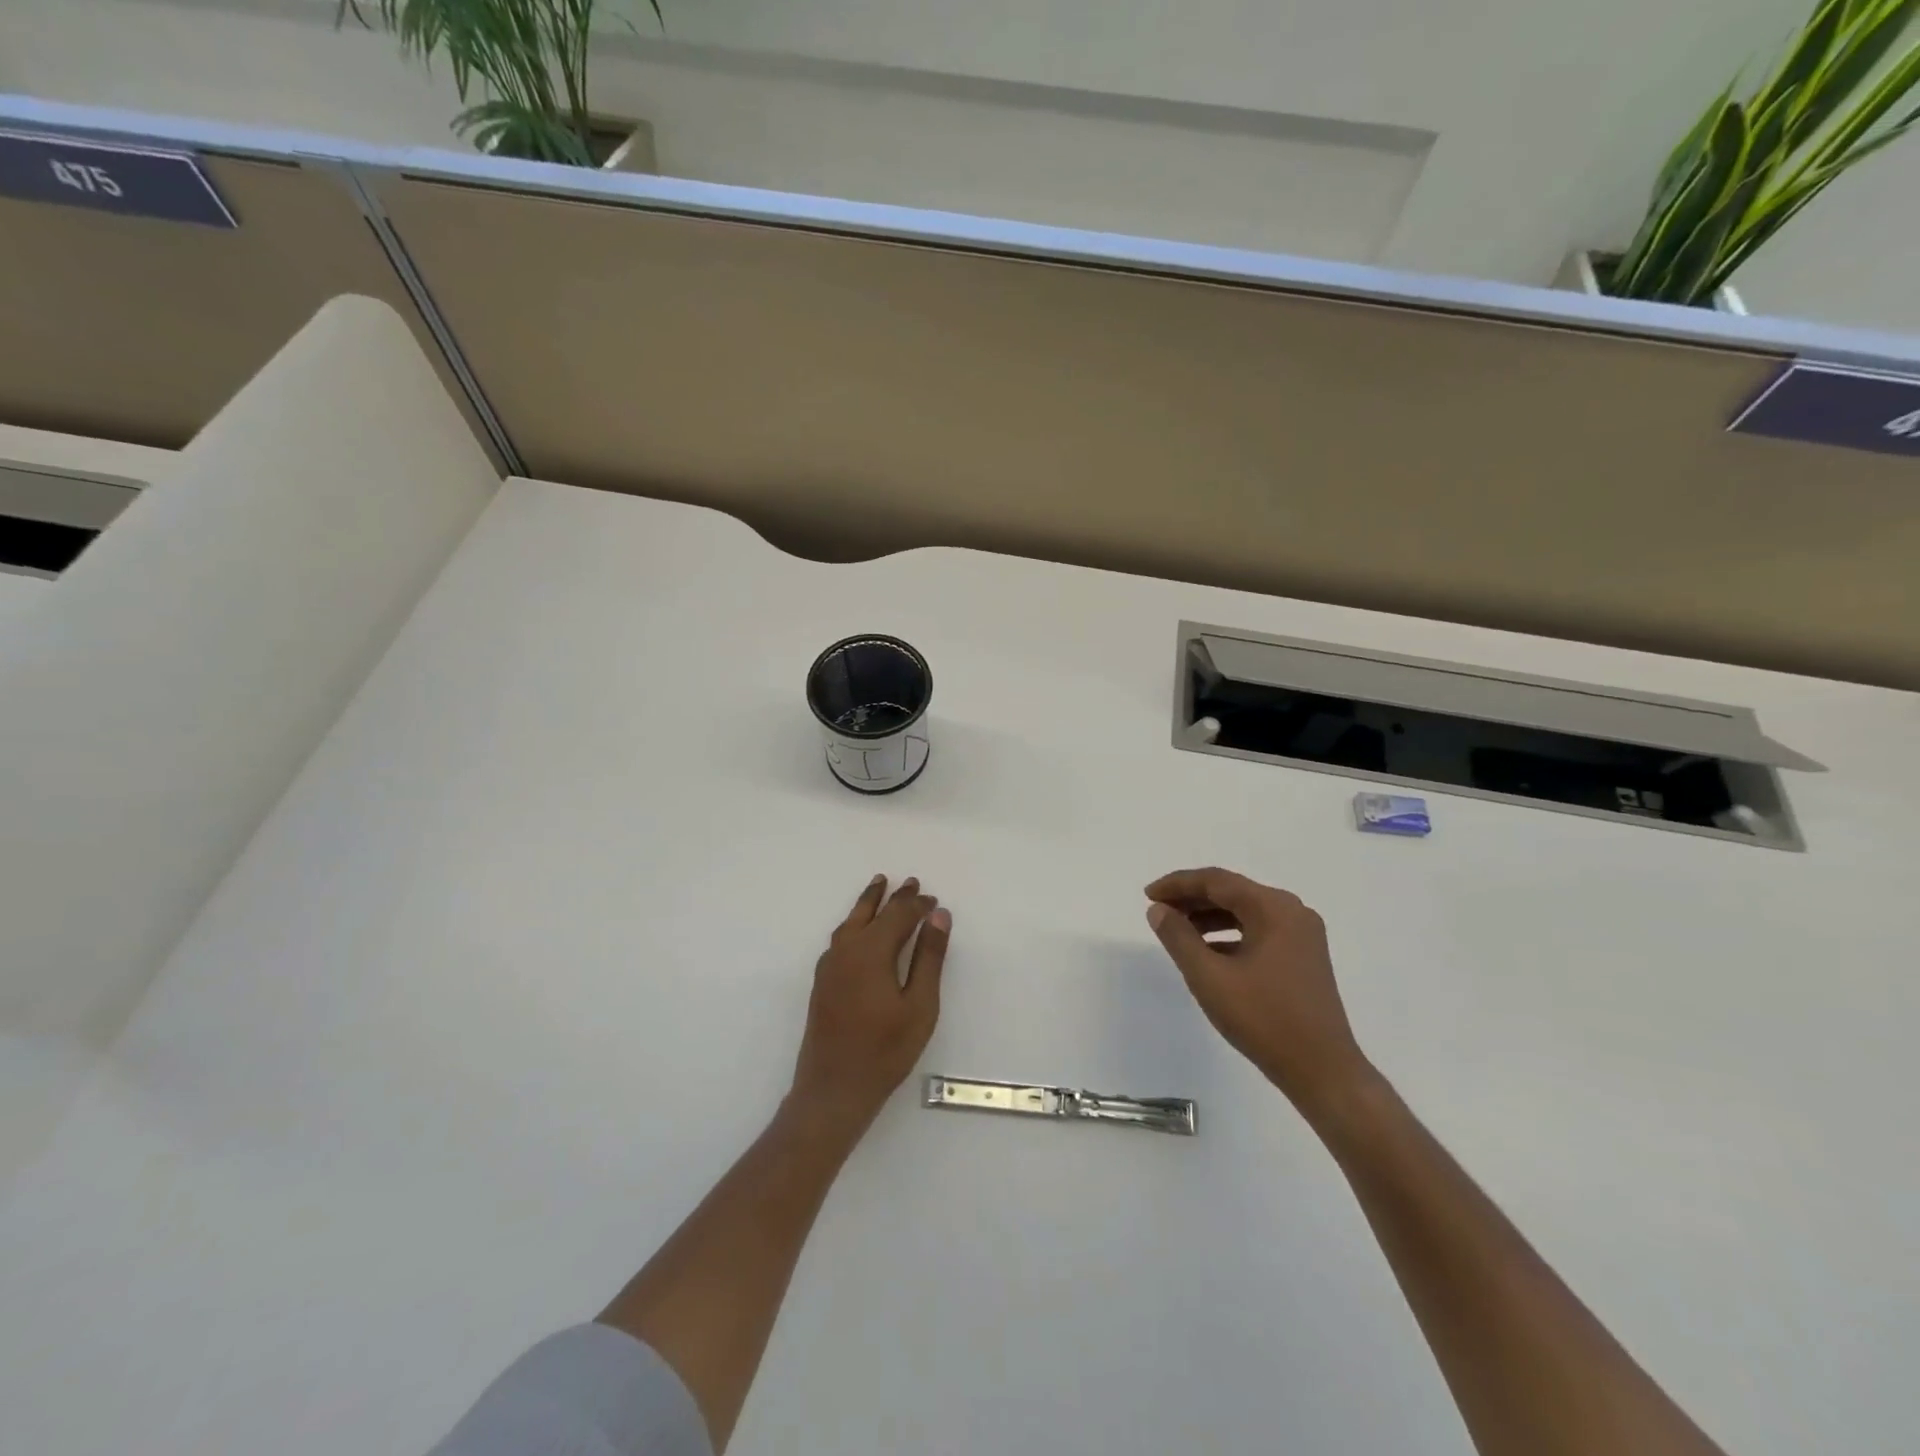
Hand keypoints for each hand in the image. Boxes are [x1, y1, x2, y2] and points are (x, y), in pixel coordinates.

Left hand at [789, 875, 949, 1138]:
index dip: (917, 905)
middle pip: (871, 912)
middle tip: (909, 881)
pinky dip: (855, 922)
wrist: (833, 1089)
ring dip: (868, 904)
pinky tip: (859, 929)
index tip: (934, 900)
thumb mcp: (920, 1005)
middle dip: (892, 897)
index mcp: (871, 951)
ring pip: (851, 922)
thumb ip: (929, 957)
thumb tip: (938, 915)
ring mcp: (830, 966)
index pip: (898, 915)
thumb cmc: (885, 1050)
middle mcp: (846, 950)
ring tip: (879, 886)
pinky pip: (841, 937)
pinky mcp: (823, 982)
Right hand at [1145, 867, 1370, 1111]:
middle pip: (1232, 892)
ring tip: (1177, 929)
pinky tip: (1207, 952)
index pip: (1216, 881)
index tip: (1147, 895)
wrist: (1323, 1071)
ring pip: (1245, 912)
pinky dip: (1229, 934)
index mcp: (1274, 908)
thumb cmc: (1263, 1019)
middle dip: (1192, 899)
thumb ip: (1178, 937)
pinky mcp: (1304, 957)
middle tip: (1158, 910)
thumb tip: (1158, 910)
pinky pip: (1259, 931)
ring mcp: (1302, 935)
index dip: (1178, 884)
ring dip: (1209, 916)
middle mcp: (1292, 912)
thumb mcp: (1209, 976)